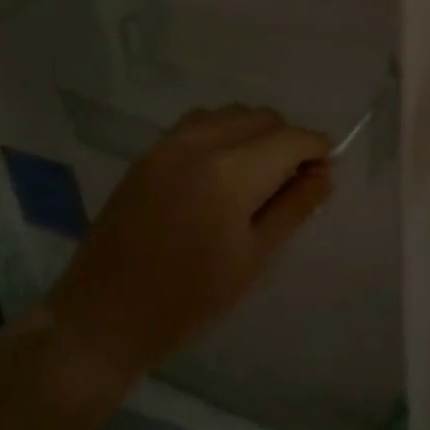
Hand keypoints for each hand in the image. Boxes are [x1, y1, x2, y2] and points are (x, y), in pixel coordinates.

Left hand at [50, 106, 333, 382]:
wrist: (105, 315)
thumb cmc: (188, 299)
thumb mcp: (254, 257)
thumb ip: (294, 207)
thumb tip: (325, 173)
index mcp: (231, 173)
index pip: (292, 138)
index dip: (317, 151)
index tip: (322, 176)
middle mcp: (200, 143)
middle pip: (263, 117)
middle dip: (287, 141)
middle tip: (290, 184)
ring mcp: (169, 143)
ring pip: (231, 114)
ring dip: (255, 133)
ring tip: (255, 177)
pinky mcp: (149, 152)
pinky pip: (199, 122)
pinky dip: (222, 133)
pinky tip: (220, 170)